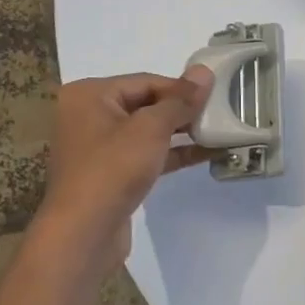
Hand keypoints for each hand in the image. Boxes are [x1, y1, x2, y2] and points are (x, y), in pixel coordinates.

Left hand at [40, 68, 213, 265]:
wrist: (84, 233)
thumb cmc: (113, 170)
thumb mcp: (151, 129)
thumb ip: (180, 100)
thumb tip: (204, 72)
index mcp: (89, 95)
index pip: (146, 81)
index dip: (181, 88)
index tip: (215, 96)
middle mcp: (89, 115)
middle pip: (146, 103)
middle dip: (182, 110)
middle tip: (220, 113)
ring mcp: (99, 146)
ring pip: (147, 130)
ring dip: (181, 132)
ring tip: (218, 131)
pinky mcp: (111, 173)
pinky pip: (146, 154)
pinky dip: (172, 153)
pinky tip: (205, 154)